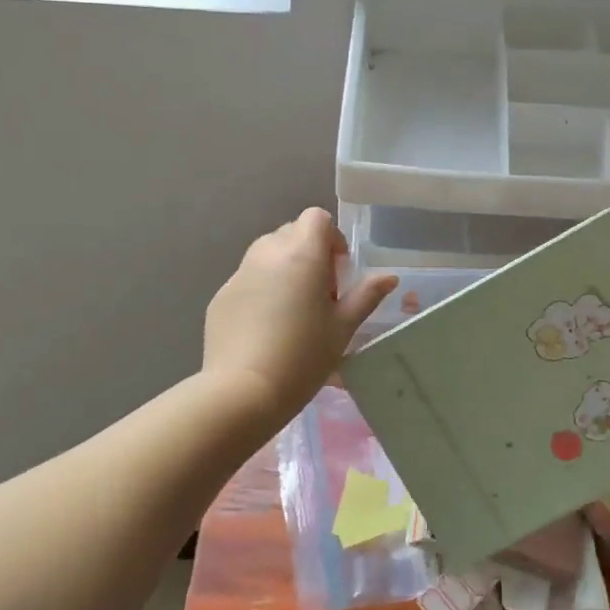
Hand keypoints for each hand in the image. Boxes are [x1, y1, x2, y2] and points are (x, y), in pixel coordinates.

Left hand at [203, 208, 397, 423]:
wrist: (244, 391)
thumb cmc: (304, 357)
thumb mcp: (343, 328)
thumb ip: (366, 296)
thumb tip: (389, 277)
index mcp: (302, 254)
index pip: (317, 218)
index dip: (332, 238)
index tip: (338, 271)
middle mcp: (267, 253)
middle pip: (291, 233)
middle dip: (309, 253)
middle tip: (320, 293)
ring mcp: (240, 274)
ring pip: (266, 254)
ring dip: (284, 268)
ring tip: (293, 309)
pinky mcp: (221, 296)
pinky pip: (247, 280)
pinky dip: (261, 290)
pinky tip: (265, 329)